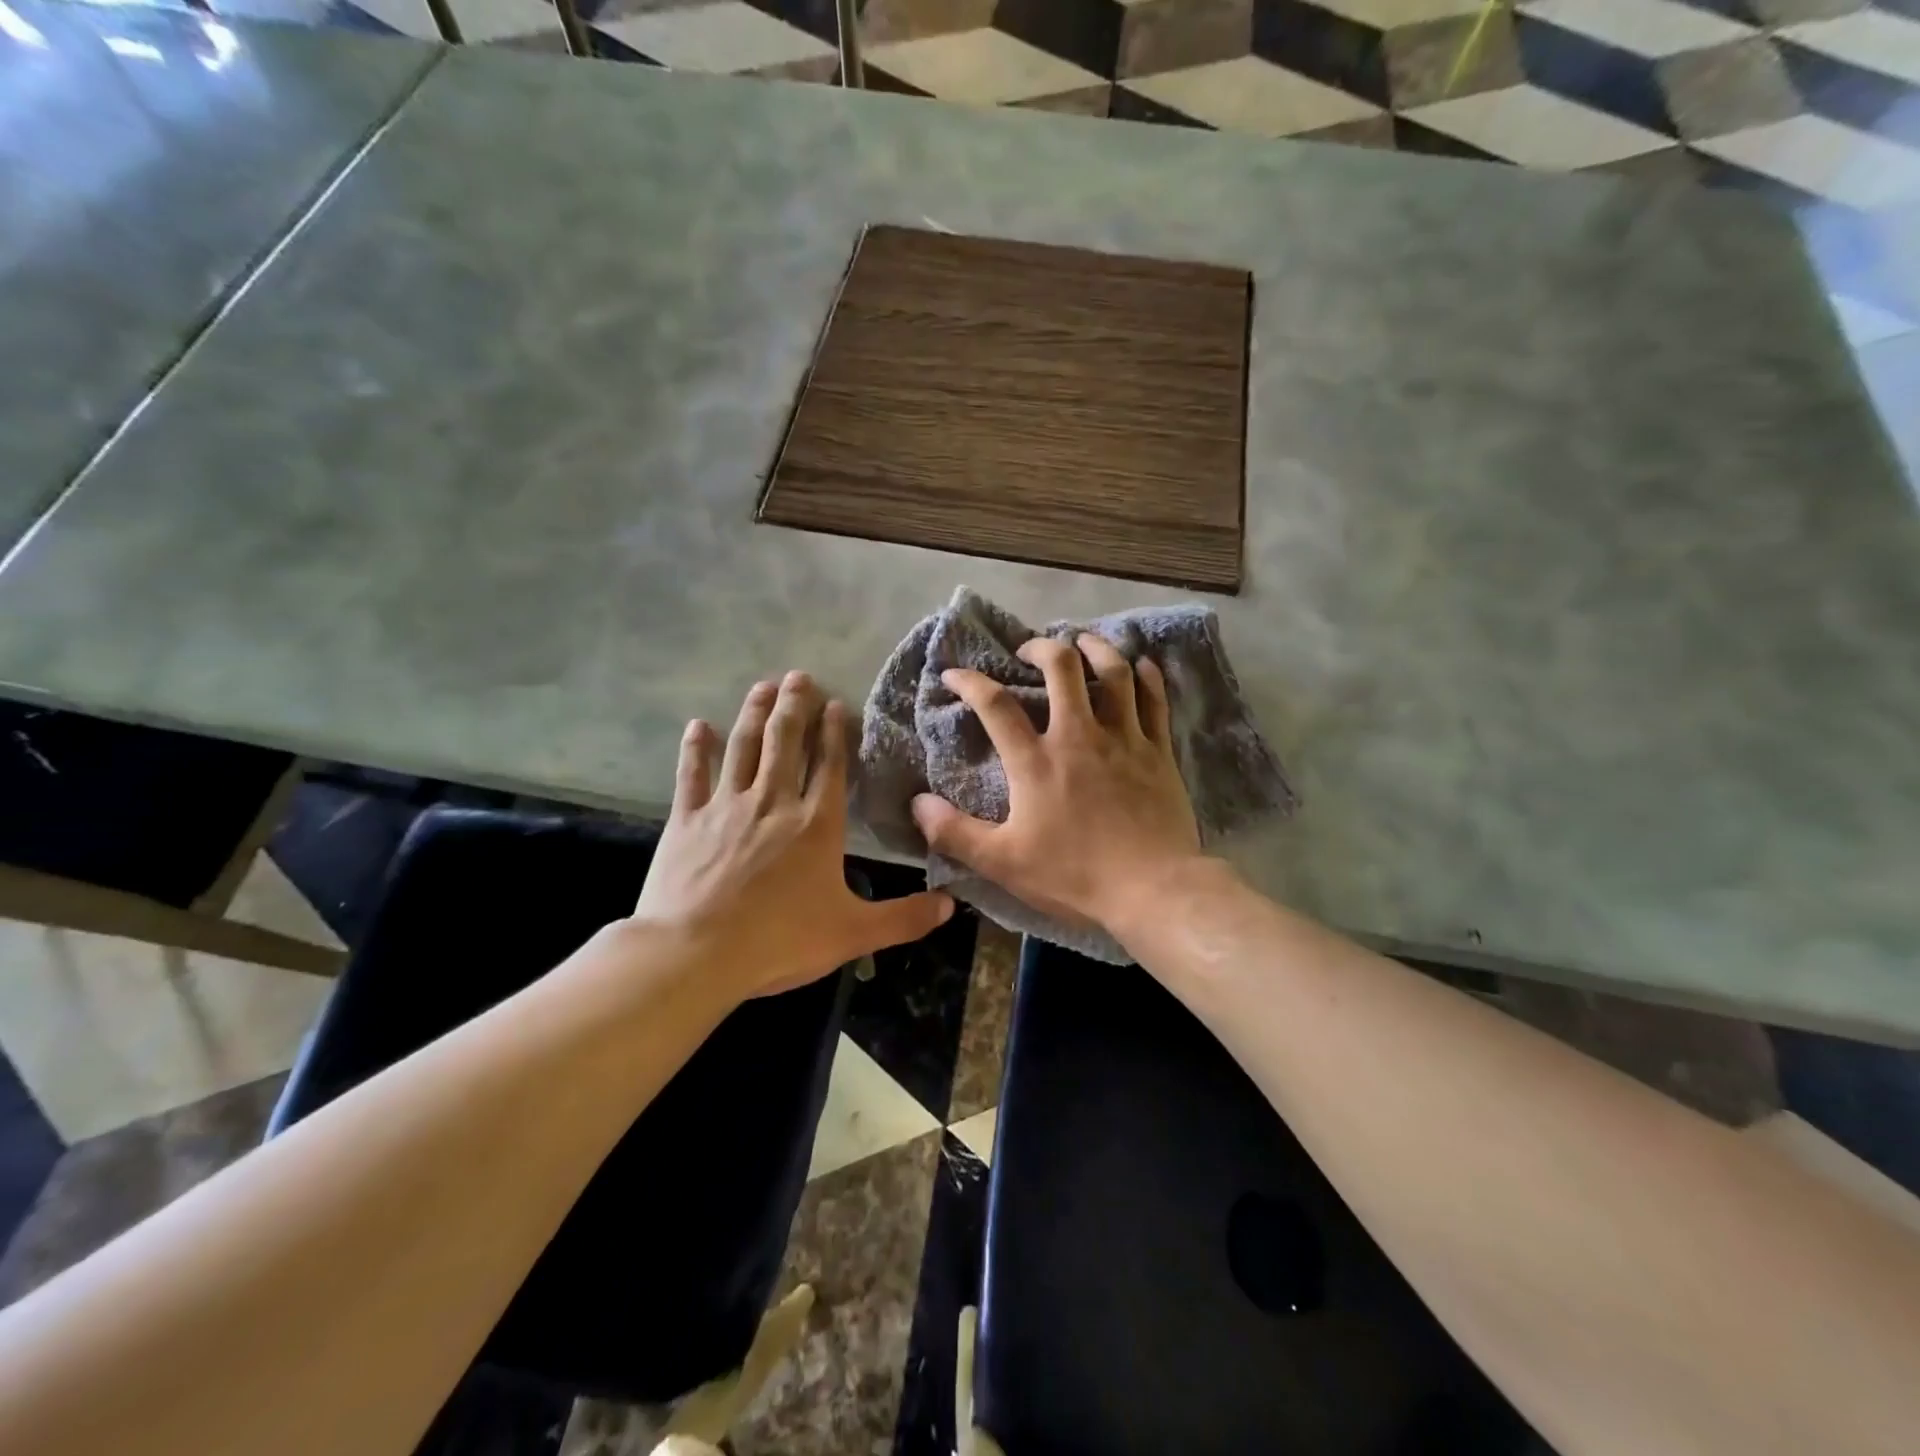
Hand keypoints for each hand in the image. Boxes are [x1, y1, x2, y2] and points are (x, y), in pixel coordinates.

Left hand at [634, 672, 952, 1000]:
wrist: (696, 953)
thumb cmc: (779, 941)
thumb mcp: (852, 934)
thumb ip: (903, 919)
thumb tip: (951, 907)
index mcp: (816, 824)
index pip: (829, 766)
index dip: (833, 732)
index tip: (834, 702)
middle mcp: (773, 802)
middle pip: (786, 742)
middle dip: (794, 706)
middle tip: (798, 676)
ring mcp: (727, 806)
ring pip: (744, 747)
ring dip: (755, 714)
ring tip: (763, 686)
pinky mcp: (688, 819)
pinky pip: (692, 774)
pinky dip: (696, 749)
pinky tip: (699, 726)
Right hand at [910, 635, 1201, 939]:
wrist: (1152, 889)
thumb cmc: (1074, 875)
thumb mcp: (1003, 862)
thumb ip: (955, 833)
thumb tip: (917, 804)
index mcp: (1036, 761)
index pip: (995, 705)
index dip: (970, 682)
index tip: (954, 674)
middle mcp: (1079, 736)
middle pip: (1061, 668)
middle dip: (1041, 648)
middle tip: (1028, 652)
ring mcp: (1124, 738)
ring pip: (1113, 673)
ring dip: (1095, 648)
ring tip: (1082, 641)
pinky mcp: (1158, 751)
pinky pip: (1154, 700)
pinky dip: (1146, 676)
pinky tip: (1140, 664)